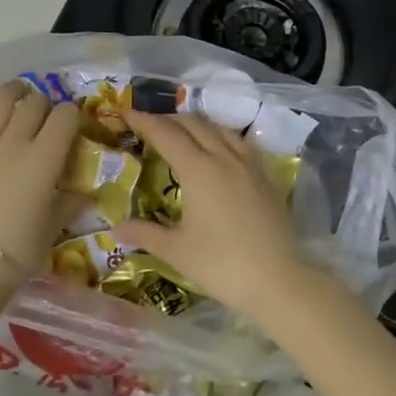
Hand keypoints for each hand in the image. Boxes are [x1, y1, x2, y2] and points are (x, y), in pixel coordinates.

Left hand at [0, 81, 76, 299]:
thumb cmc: (19, 250)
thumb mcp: (52, 227)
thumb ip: (68, 204)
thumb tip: (83, 194)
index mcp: (44, 159)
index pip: (63, 118)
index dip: (72, 114)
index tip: (73, 121)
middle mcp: (14, 143)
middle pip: (32, 104)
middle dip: (44, 103)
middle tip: (46, 114)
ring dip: (12, 91)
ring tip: (18, 92)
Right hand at [116, 109, 329, 322]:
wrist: (280, 281)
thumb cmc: (222, 265)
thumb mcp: (176, 251)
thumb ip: (145, 233)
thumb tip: (115, 229)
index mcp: (198, 170)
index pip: (165, 133)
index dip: (143, 120)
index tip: (126, 113)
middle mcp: (224, 157)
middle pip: (193, 124)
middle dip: (168, 119)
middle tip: (148, 126)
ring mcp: (249, 165)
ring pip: (219, 128)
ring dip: (196, 124)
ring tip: (181, 133)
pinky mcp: (266, 177)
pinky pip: (240, 142)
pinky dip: (221, 136)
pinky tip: (219, 150)